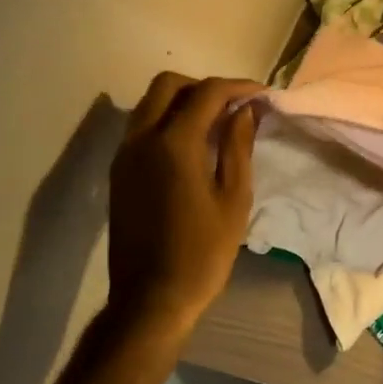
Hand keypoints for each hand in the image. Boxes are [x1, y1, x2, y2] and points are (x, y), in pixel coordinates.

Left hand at [104, 73, 259, 340]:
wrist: (151, 299)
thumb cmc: (203, 252)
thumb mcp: (234, 198)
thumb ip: (238, 147)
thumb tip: (246, 111)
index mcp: (173, 144)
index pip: (207, 93)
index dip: (239, 87)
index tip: (263, 94)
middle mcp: (141, 139)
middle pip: (168, 85)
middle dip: (205, 86)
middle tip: (236, 105)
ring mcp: (124, 155)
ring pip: (150, 103)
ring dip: (183, 101)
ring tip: (217, 122)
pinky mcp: (119, 172)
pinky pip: (141, 126)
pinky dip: (167, 120)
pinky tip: (192, 145)